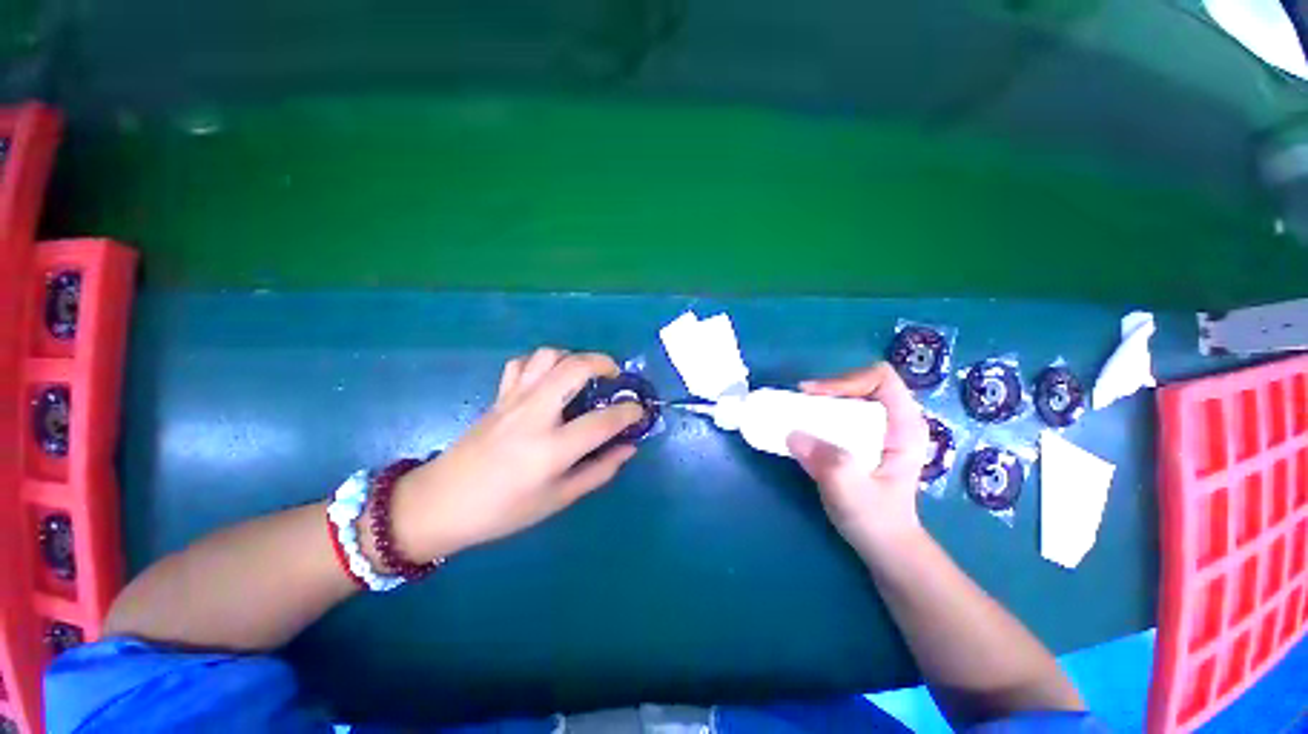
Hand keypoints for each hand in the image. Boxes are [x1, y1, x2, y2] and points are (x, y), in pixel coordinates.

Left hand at [387, 348, 644, 562]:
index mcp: (551, 449)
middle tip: (615, 376)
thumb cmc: (503, 511)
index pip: (603, 421)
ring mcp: (513, 400)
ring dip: (573, 357)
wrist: (440, 504)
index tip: (639, 410)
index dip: (629, 412)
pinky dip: (543, 363)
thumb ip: (599, 470)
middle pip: (575, 368)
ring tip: (584, 375)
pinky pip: (523, 364)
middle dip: (604, 363)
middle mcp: (534, 415)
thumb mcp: (558, 499)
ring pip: (548, 356)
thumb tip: (628, 447)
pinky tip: (550, 380)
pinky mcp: (499, 396)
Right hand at [787, 363, 930, 553]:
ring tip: (799, 413)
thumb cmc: (876, 521)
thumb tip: (793, 434)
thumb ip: (829, 464)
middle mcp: (894, 421)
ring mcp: (878, 429)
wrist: (884, 545)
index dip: (845, 380)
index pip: (881, 379)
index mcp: (904, 427)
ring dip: (822, 401)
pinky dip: (820, 413)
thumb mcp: (853, 494)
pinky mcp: (863, 438)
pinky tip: (806, 427)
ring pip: (849, 396)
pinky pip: (841, 412)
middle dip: (829, 388)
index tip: (814, 395)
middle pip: (862, 382)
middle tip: (801, 403)